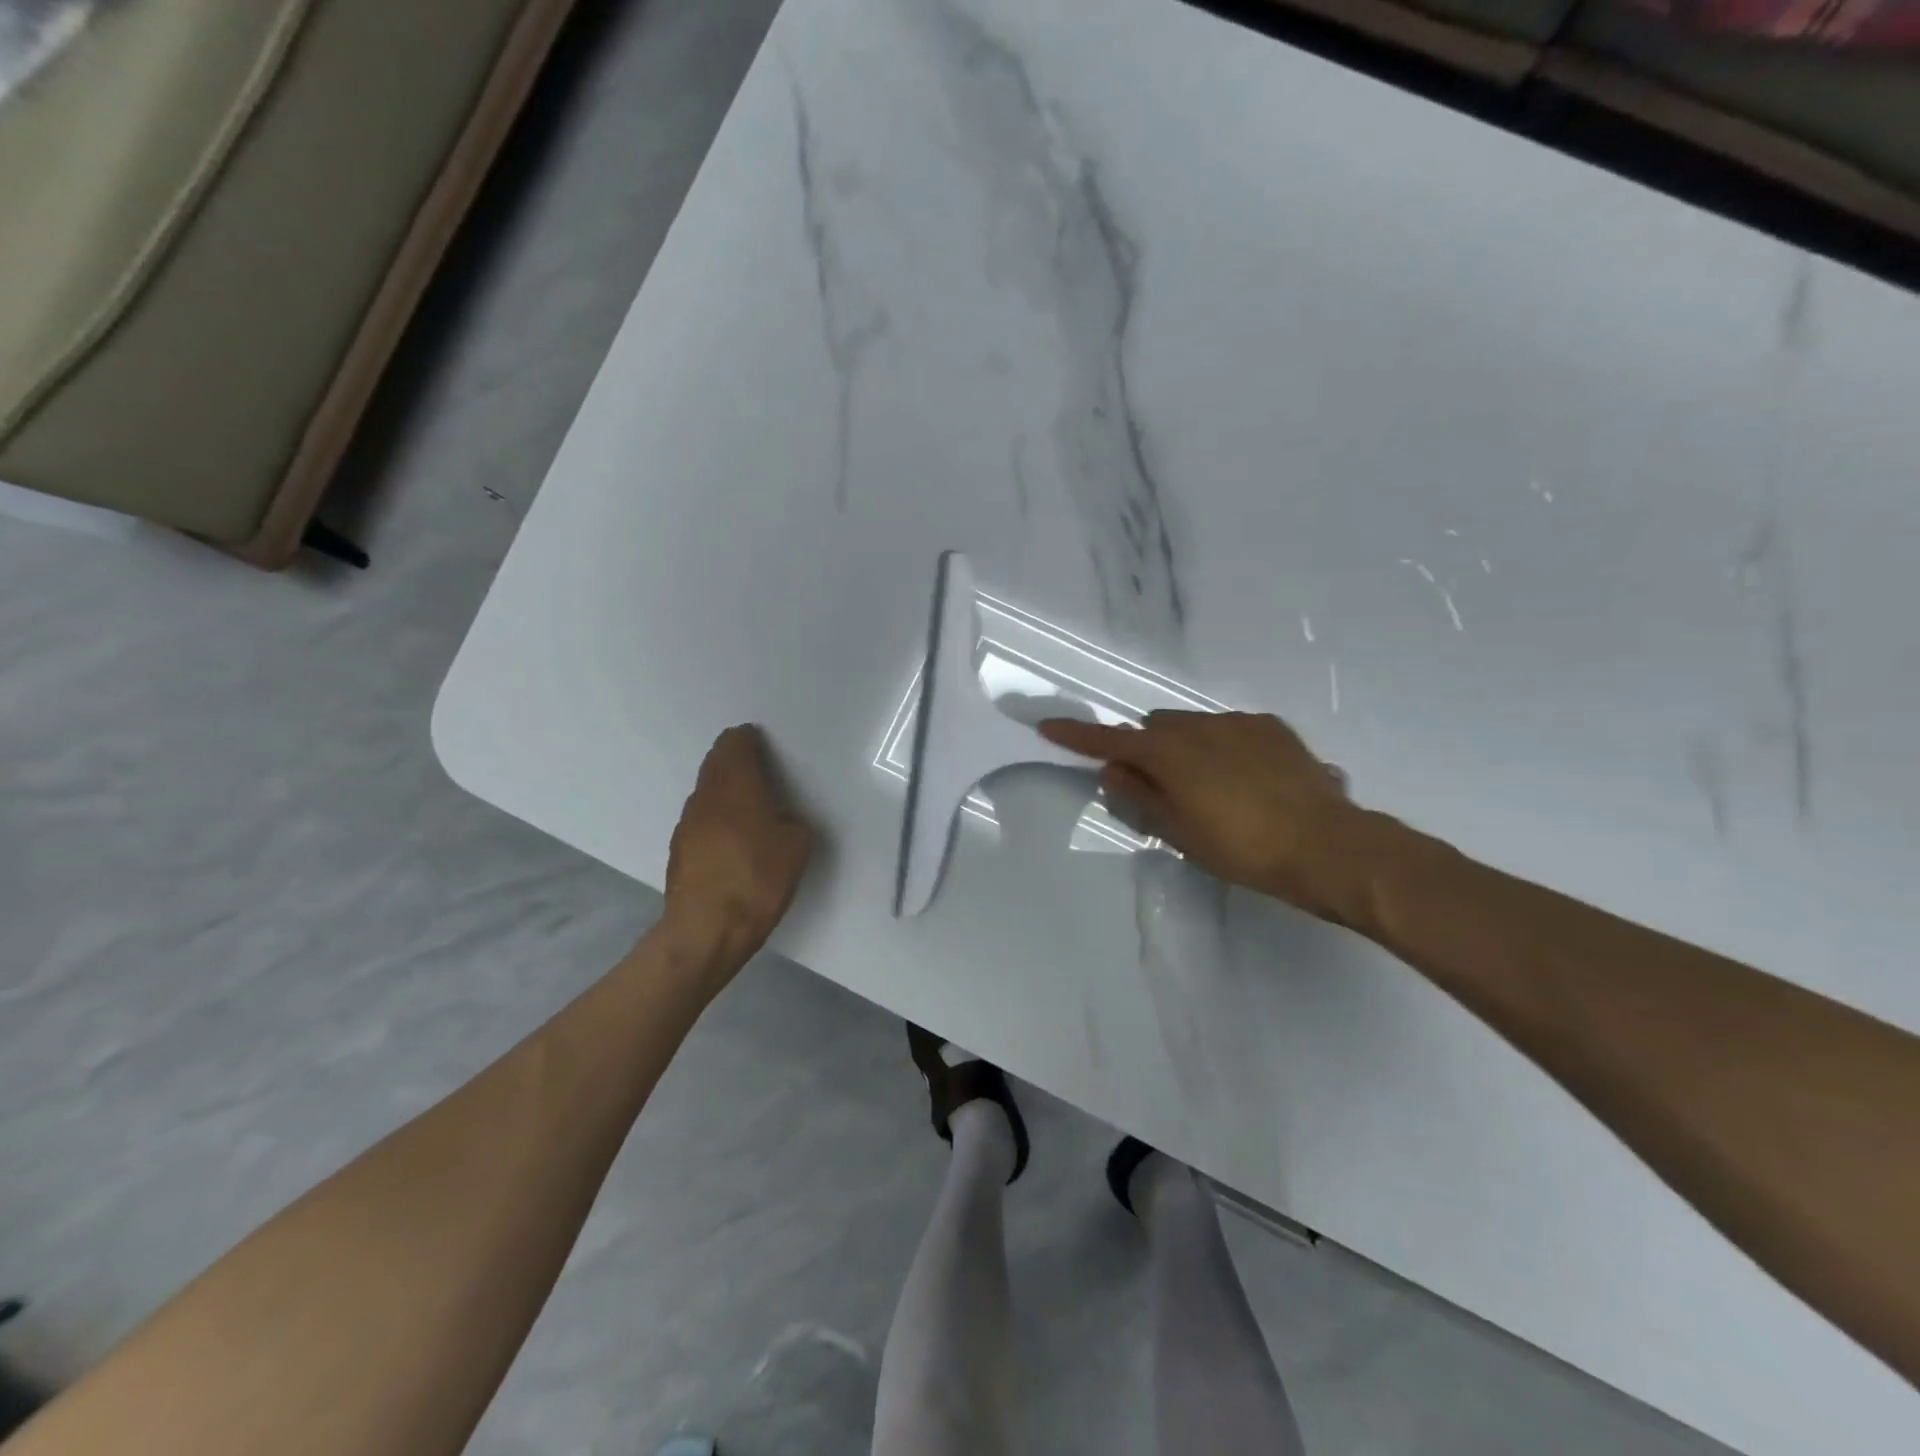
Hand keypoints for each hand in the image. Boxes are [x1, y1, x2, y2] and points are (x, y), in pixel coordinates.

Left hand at [662, 726, 815, 965]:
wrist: (707, 929)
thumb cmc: (758, 879)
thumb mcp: (797, 846)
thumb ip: (791, 820)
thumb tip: (780, 818)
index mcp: (736, 784)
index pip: (734, 743)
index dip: (748, 739)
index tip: (763, 744)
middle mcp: (706, 795)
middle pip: (716, 763)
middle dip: (735, 760)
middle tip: (759, 769)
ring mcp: (687, 822)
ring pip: (706, 791)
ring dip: (725, 789)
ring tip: (749, 806)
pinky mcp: (679, 849)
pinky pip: (701, 818)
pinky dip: (717, 817)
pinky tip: (732, 839)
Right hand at [1038, 710, 1380, 925]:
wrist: (1327, 846)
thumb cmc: (1242, 849)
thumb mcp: (1180, 832)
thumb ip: (1140, 796)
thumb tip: (1112, 770)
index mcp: (1169, 754)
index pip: (1110, 741)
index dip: (1077, 736)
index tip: (1048, 727)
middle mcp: (1200, 726)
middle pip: (1154, 728)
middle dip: (1146, 749)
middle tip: (1157, 787)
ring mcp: (1240, 723)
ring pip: (1193, 726)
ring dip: (1185, 748)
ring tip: (1209, 787)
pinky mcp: (1272, 728)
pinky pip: (1230, 729)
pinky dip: (1222, 747)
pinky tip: (1245, 779)